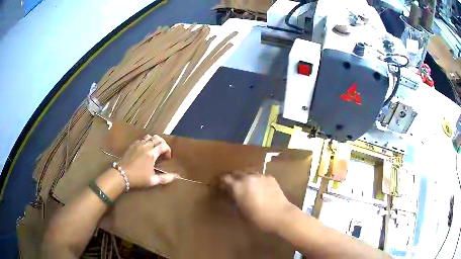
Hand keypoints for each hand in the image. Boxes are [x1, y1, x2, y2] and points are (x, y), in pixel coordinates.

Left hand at [118, 135, 175, 187]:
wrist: (121, 174)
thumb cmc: (138, 178)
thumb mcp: (153, 180)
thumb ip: (165, 178)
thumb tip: (176, 176)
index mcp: (152, 153)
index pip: (163, 145)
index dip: (168, 150)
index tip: (167, 158)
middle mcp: (146, 146)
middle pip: (157, 138)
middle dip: (162, 143)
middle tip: (162, 152)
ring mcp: (138, 144)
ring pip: (149, 137)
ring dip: (153, 141)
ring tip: (154, 150)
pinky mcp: (132, 146)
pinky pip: (141, 140)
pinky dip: (145, 142)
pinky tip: (144, 150)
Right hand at [220, 173, 295, 232]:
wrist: (281, 215)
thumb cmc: (259, 217)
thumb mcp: (242, 211)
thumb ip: (235, 199)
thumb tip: (230, 194)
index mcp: (238, 186)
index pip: (225, 178)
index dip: (222, 182)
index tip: (220, 186)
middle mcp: (248, 177)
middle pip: (236, 173)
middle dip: (233, 178)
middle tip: (232, 185)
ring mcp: (260, 176)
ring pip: (248, 172)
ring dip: (244, 177)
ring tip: (246, 184)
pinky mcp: (270, 177)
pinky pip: (259, 175)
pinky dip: (256, 179)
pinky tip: (258, 186)